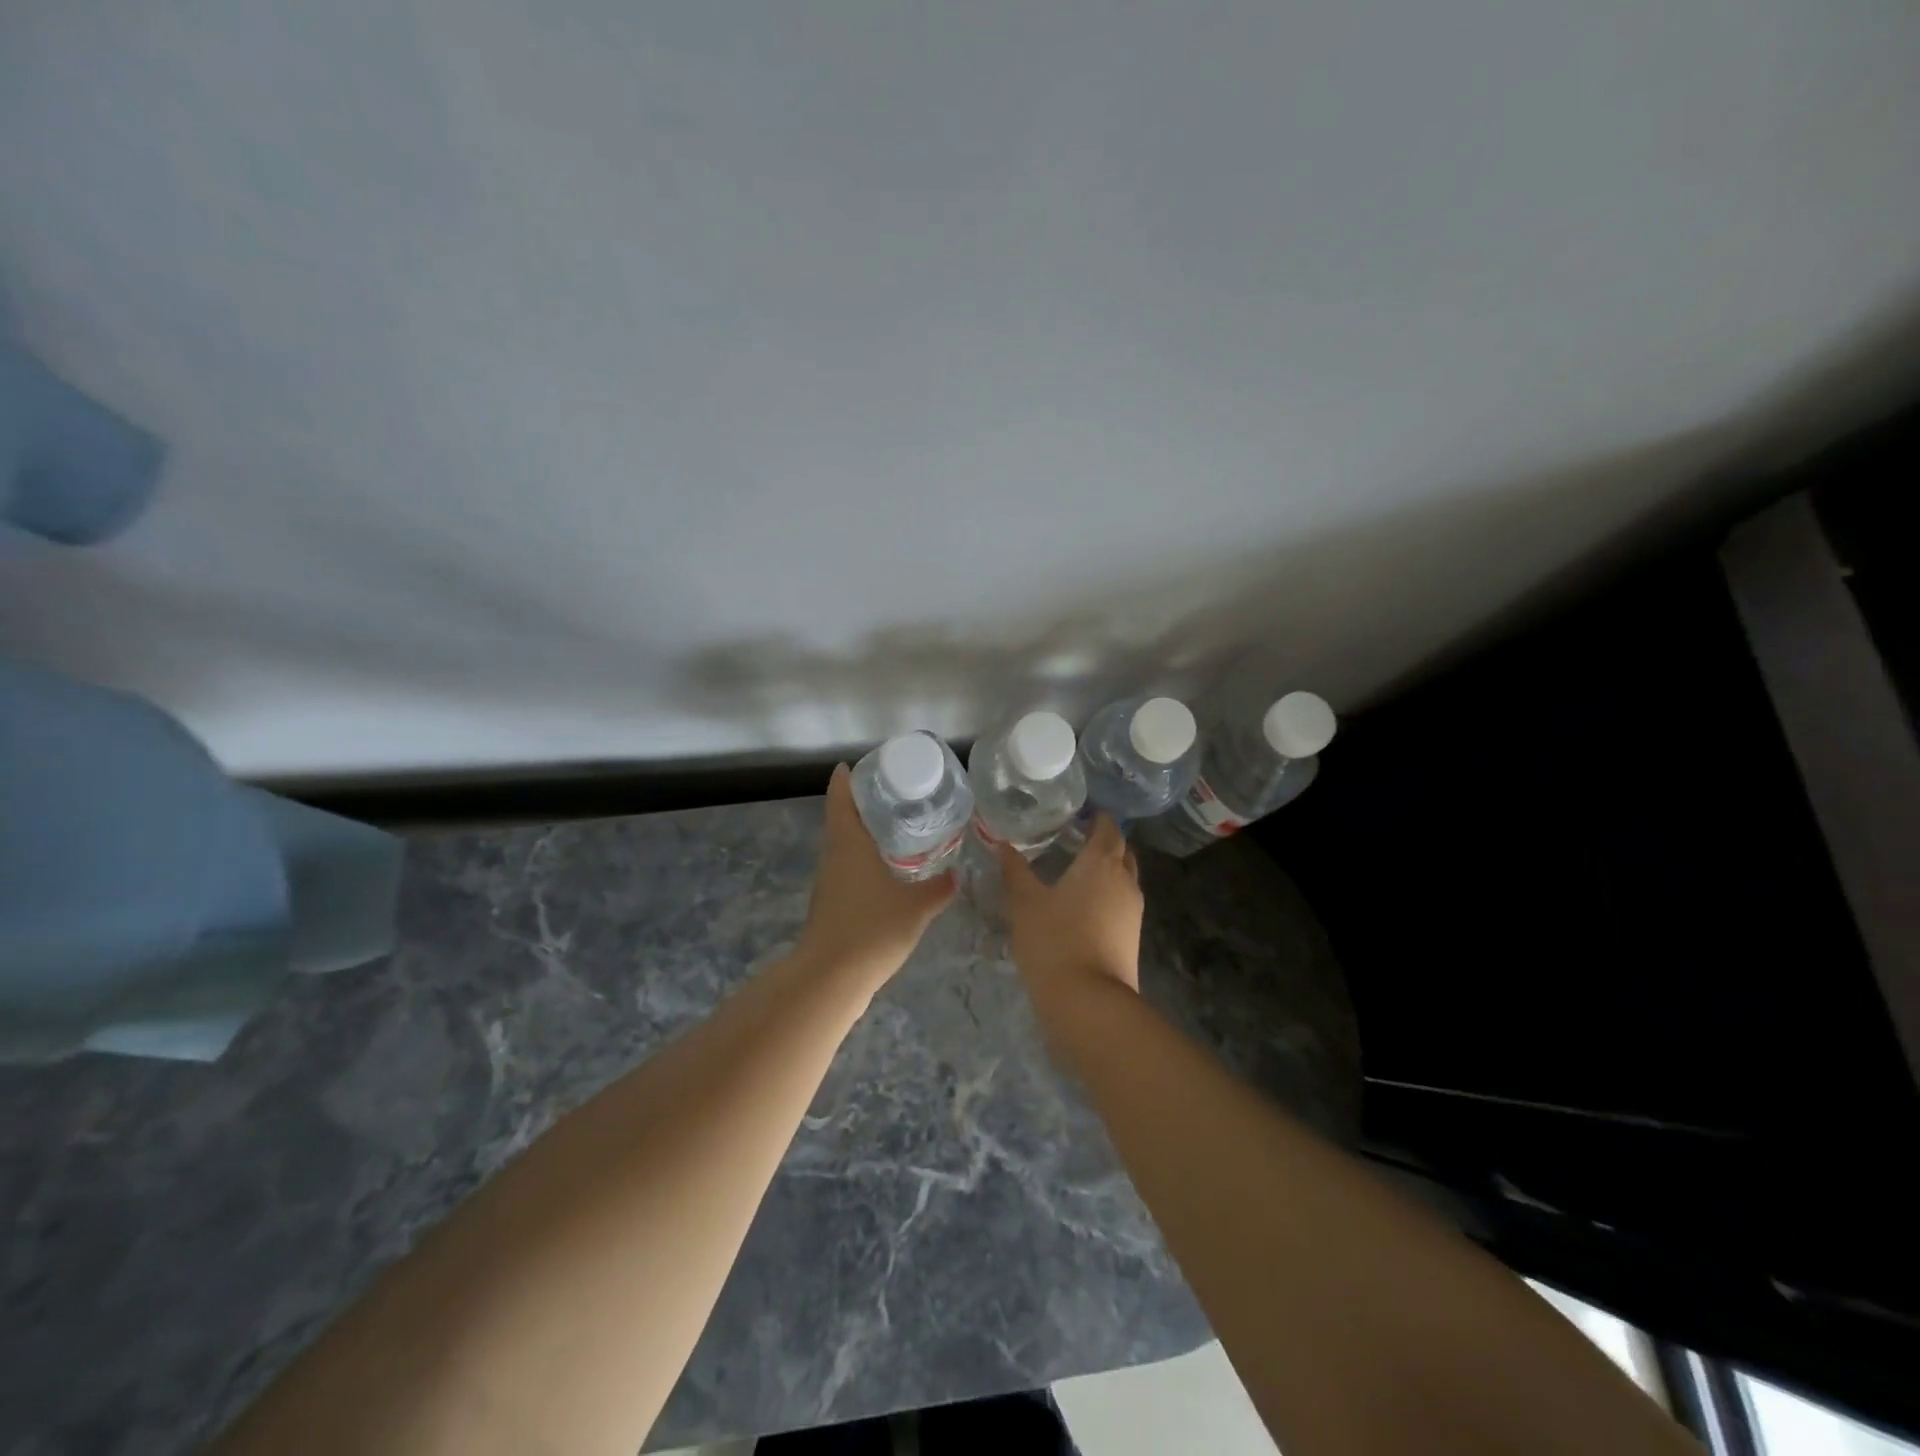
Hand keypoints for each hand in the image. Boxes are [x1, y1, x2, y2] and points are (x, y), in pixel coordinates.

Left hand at [795, 764, 956, 989]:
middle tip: (893, 792)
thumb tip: (956, 875)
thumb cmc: (872, 930)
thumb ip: (937, 889)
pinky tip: (886, 869)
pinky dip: (863, 859)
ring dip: (863, 832)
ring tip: (896, 826)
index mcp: (848, 843)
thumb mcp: (915, 908)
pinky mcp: (830, 903)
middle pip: (841, 818)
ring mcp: (829, 881)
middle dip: (862, 803)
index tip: (858, 765)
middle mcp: (833, 856)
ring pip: (843, 845)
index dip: (846, 780)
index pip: (841, 798)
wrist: (831, 979)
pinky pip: (846, 868)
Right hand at [998, 815, 1143, 1001]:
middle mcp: (1125, 881)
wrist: (1088, 1002)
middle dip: (1105, 842)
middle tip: (1076, 840)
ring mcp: (1133, 911)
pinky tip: (1084, 906)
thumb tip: (1003, 845)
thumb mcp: (1025, 903)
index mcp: (1102, 863)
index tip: (1079, 815)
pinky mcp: (1133, 937)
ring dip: (1108, 870)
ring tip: (1077, 872)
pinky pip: (1123, 902)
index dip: (1097, 818)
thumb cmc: (1055, 941)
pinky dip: (1108, 894)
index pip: (1108, 828)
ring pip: (1125, 878)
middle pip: (1122, 851)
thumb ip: (1015, 871)